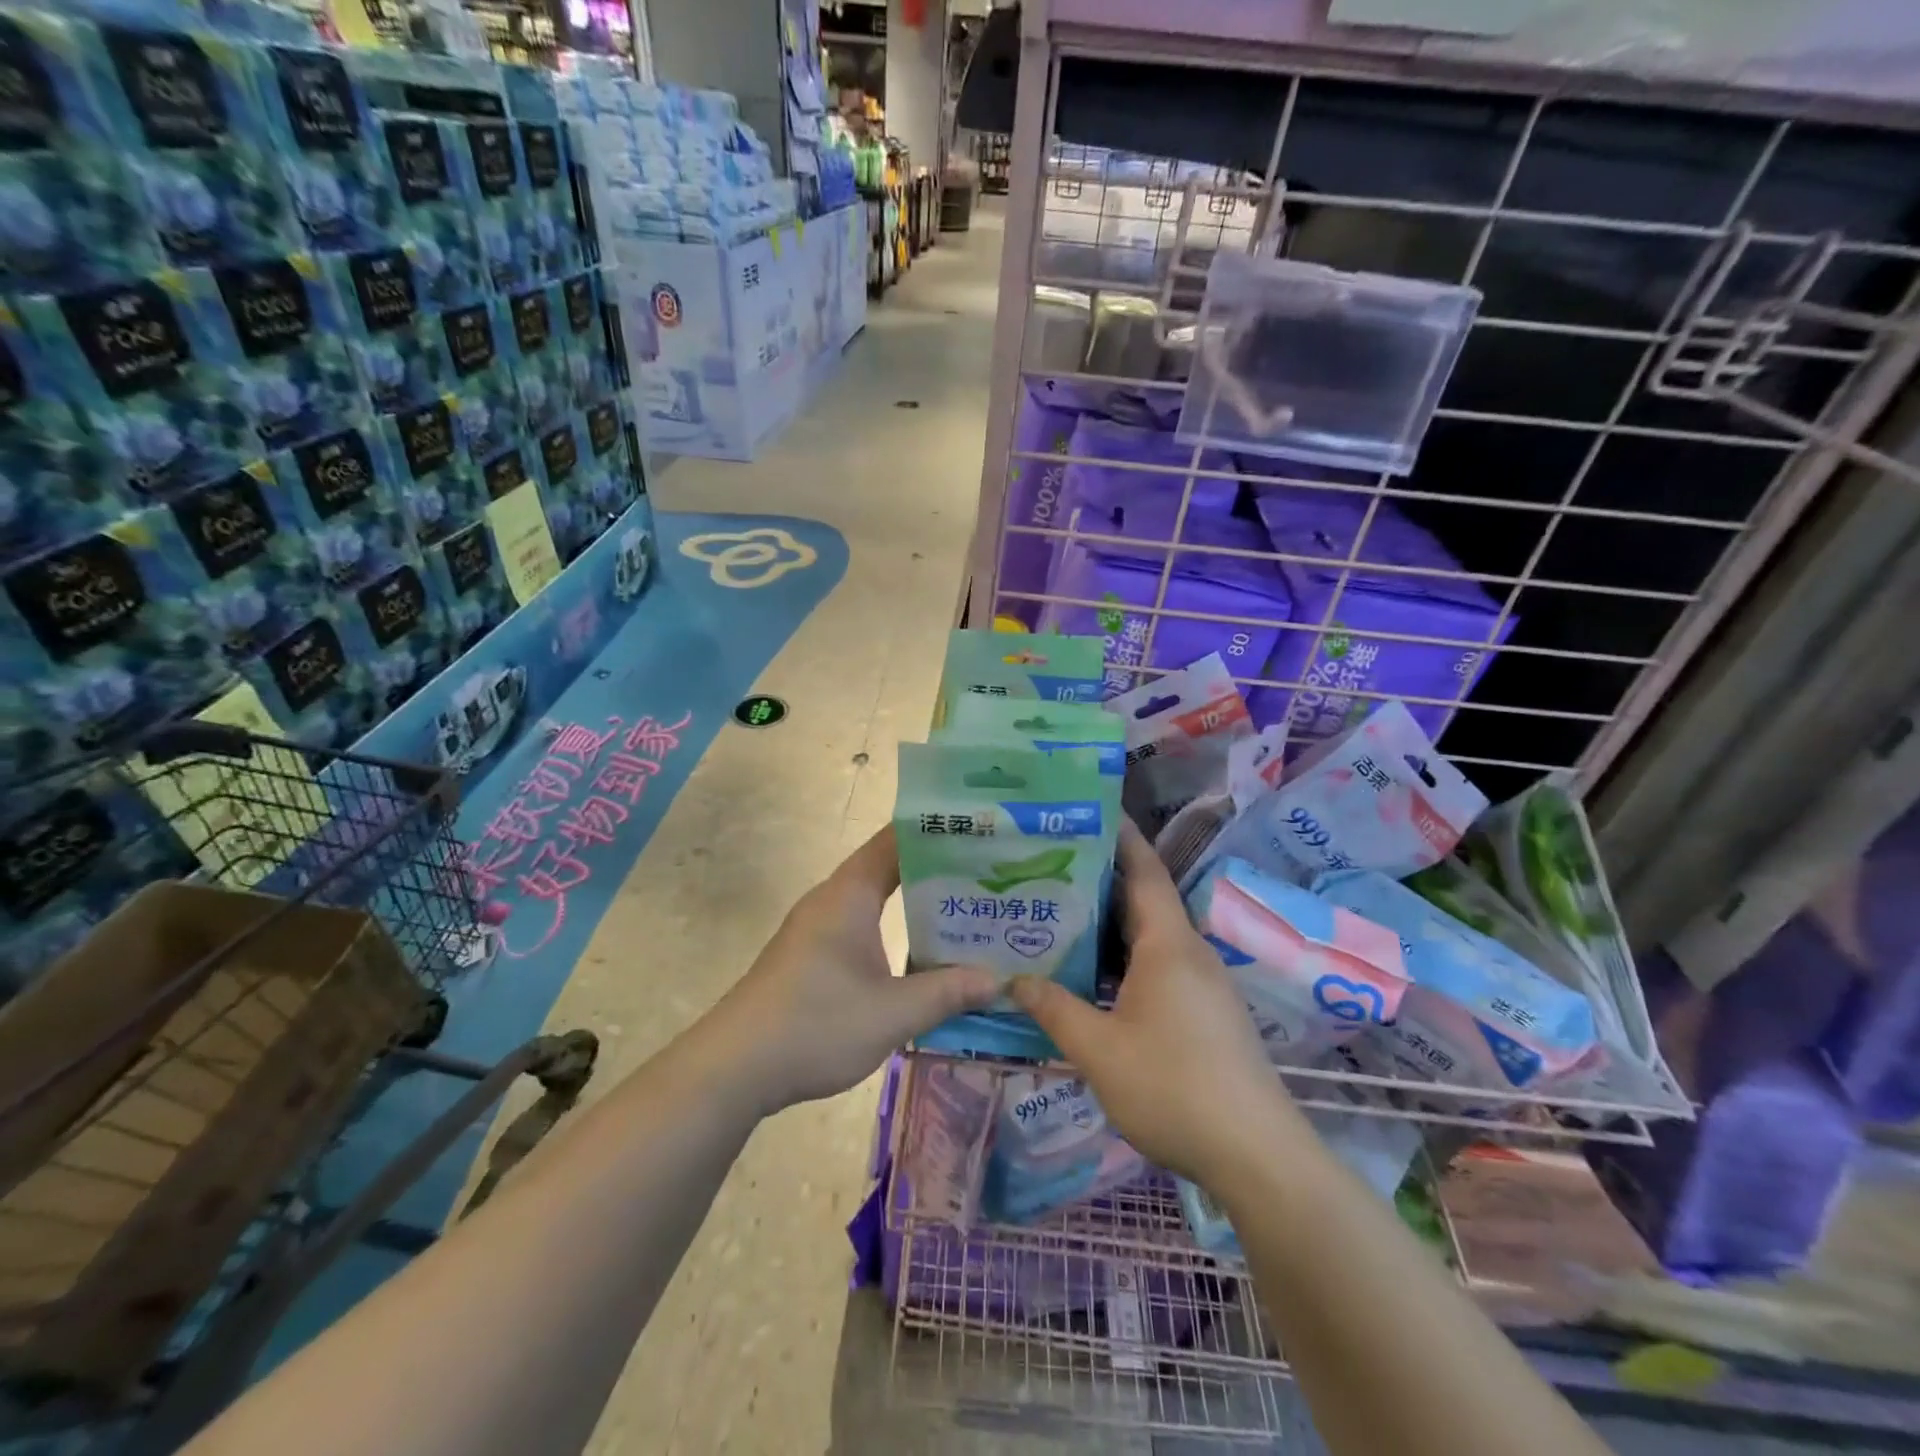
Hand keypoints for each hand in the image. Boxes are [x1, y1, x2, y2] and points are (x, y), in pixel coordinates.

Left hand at [713, 826, 997, 1113]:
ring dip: (916, 905)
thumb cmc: (816, 1024)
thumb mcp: (892, 1013)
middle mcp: (833, 899)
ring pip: (876, 901)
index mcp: (850, 894)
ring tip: (967, 914)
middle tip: (989, 879)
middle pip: (890, 868)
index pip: (897, 840)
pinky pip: (862, 926)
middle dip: (938, 871)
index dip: (937, 833)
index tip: (981, 834)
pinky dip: (895, 930)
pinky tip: (922, 957)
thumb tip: (998, 980)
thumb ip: (947, 992)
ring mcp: (818, 927)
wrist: (735, 1067)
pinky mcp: (811, 954)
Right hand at [1008, 821, 1295, 1184]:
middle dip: (1100, 880)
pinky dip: (1124, 961)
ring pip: (1149, 938)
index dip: (1120, 835)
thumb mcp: (1099, 1050)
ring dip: (1110, 926)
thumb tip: (1015, 980)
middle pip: (1143, 901)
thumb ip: (1055, 1009)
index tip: (1090, 809)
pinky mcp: (1206, 1014)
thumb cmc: (1173, 1088)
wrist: (1257, 1157)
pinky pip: (1158, 968)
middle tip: (1049, 865)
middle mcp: (1189, 953)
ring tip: (1060, 917)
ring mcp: (1202, 985)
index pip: (1143, 870)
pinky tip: (1092, 978)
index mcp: (1168, 945)